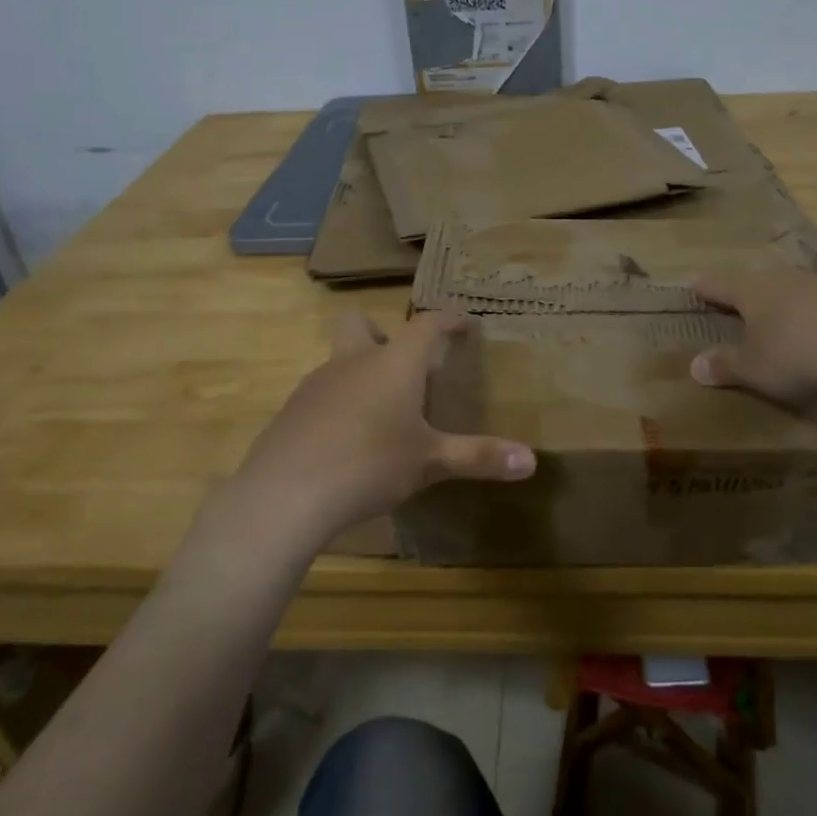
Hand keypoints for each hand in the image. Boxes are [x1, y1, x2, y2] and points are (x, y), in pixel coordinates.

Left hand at [228, 310, 534, 542]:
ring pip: (339, 362)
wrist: (285, 495)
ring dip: (360, 374)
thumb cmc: (369, 464)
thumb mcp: (431, 462)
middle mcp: (352, 363)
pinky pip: (321, 397)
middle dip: (380, 331)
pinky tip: (347, 444)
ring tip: (381, 415)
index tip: (462, 321)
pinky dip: (338, 408)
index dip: (447, 320)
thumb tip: (531, 461)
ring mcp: (315, 386)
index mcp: (393, 364)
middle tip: (402, 363)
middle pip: (359, 324)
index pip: (425, 326)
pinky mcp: (291, 414)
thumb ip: (479, 457)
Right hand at [690, 269, 816, 407]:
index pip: (721, 284)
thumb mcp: (754, 368)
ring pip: (801, 290)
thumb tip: (694, 365)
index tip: (693, 283)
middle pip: (762, 280)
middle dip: (751, 290)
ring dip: (792, 302)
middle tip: (742, 299)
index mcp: (754, 292)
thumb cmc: (798, 354)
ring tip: (789, 318)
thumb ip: (726, 365)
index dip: (706, 286)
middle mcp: (788, 280)